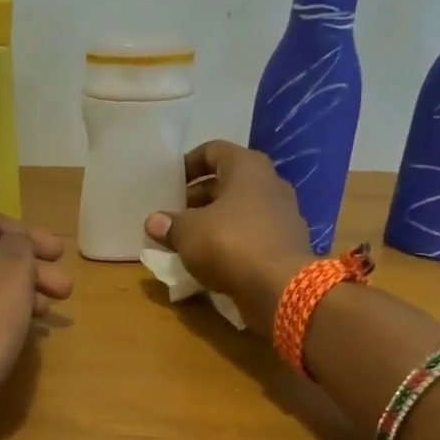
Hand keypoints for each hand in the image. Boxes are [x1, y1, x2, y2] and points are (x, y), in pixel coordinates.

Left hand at [0, 212, 71, 408]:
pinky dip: (0, 313)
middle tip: (65, 286)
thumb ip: (20, 246)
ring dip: (20, 291)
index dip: (28, 232)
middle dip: (30, 267)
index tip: (60, 253)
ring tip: (52, 308)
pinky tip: (25, 328)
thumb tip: (16, 243)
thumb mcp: (10, 274)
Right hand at [145, 141, 311, 328]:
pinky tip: (212, 260)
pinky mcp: (286, 245)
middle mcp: (270, 184)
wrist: (281, 288)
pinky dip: (232, 242)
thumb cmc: (231, 244)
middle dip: (199, 198)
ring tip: (188, 239)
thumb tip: (153, 222)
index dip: (189, 164)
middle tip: (174, 215)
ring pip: (241, 211)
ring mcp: (282, 215)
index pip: (214, 151)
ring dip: (214, 221)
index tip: (170, 182)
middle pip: (228, 182)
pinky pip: (252, 235)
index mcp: (247, 167)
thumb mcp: (188, 233)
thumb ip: (169, 225)